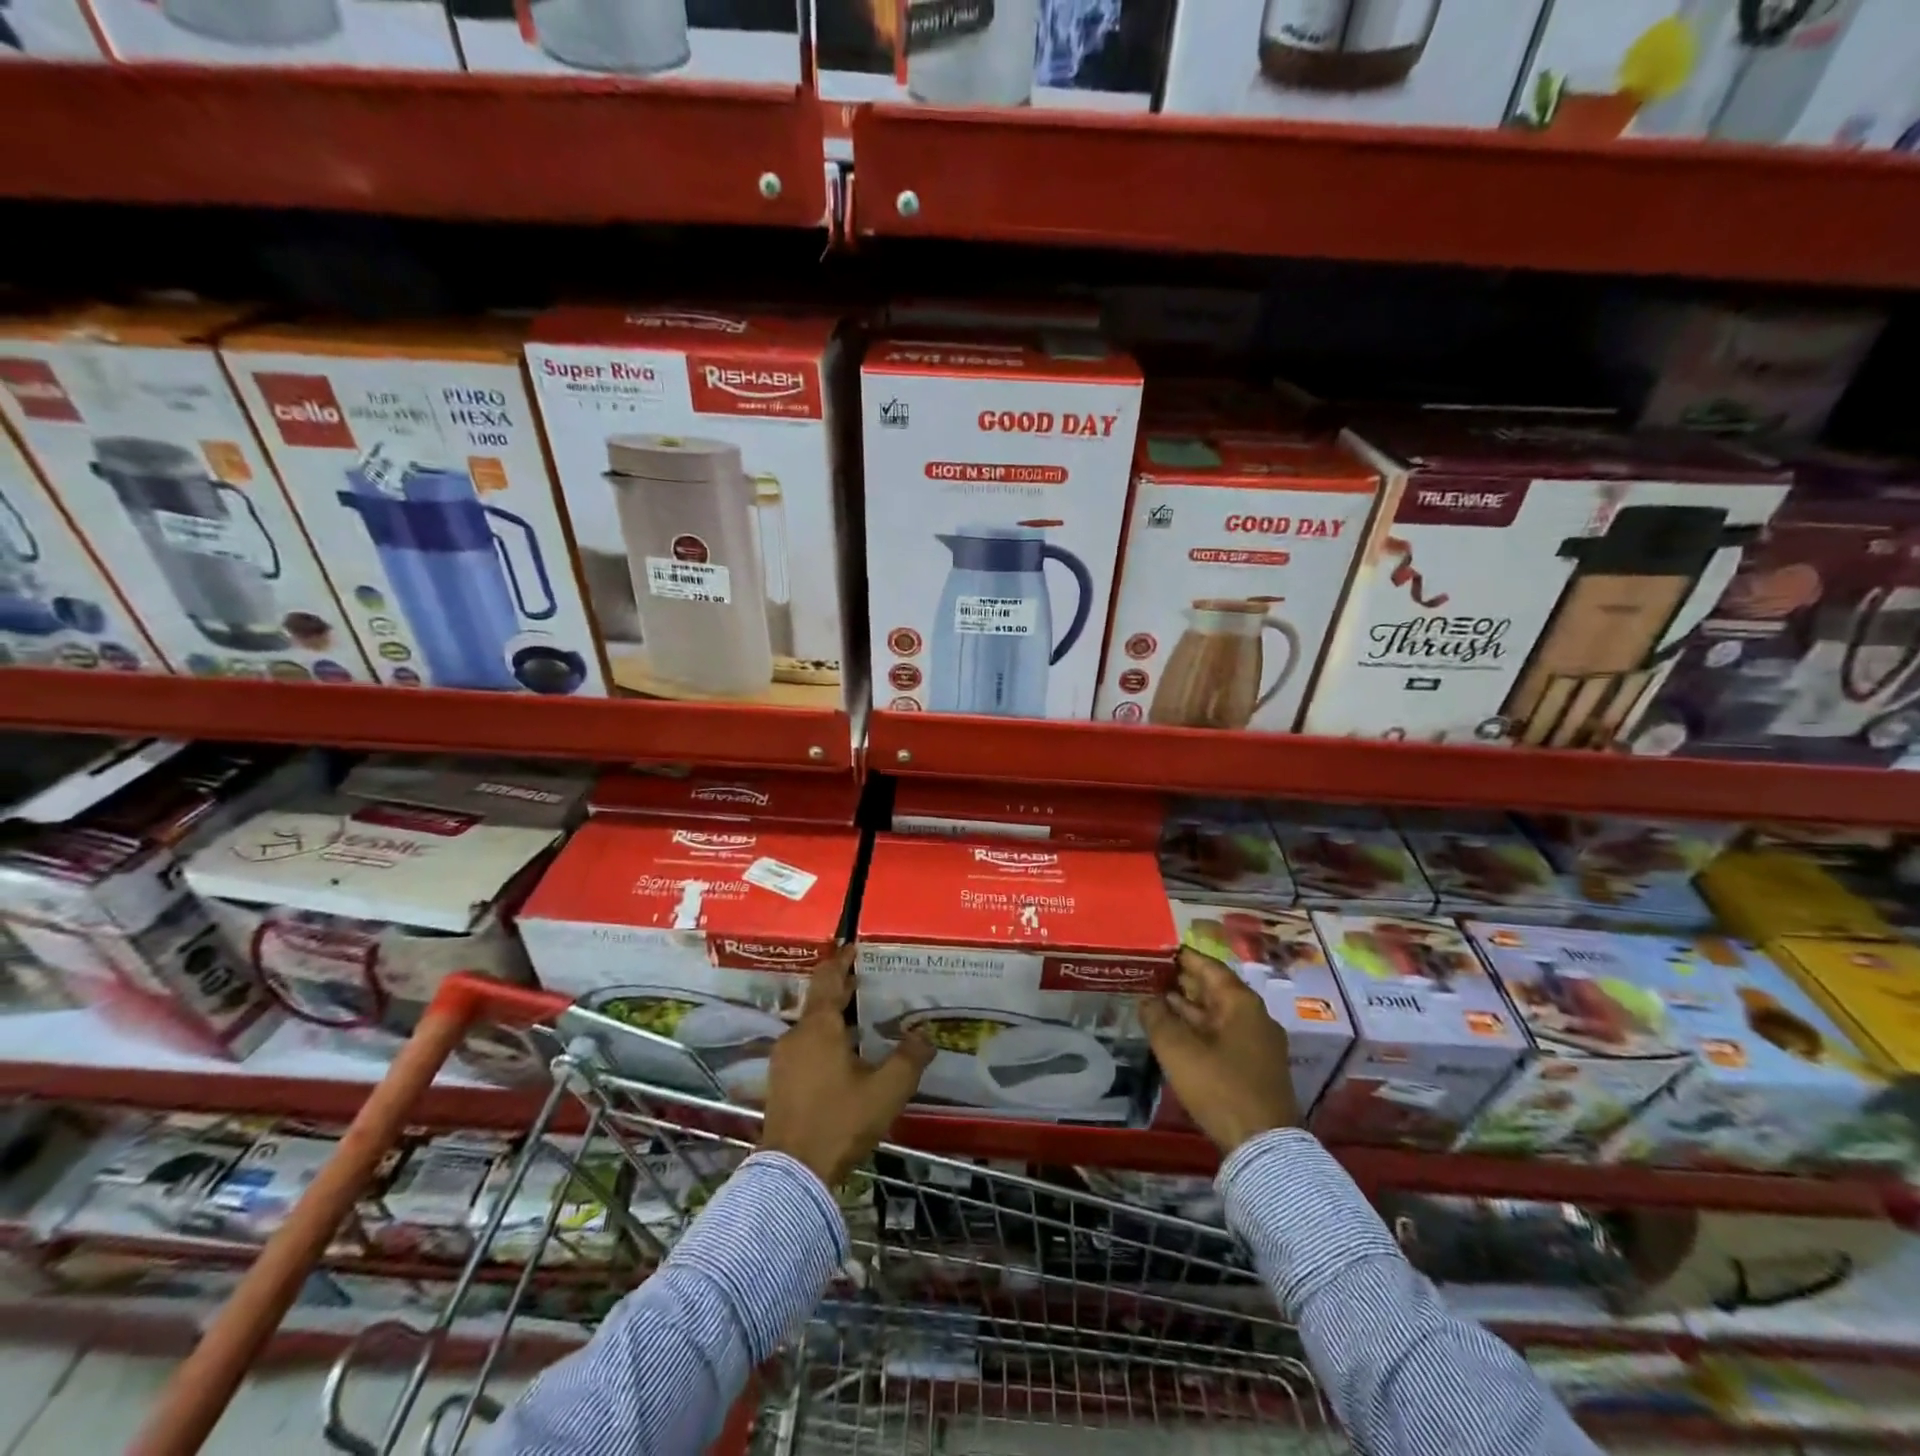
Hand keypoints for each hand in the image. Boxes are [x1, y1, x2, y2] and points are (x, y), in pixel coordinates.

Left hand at [759, 946, 933, 1186]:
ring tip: (860, 1016)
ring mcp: (784, 1060)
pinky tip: (843, 1053)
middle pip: (819, 1000)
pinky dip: (824, 1037)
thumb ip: (909, 1058)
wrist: (792, 1174)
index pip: (828, 978)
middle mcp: (797, 1035)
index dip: (841, 960)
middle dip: (841, 987)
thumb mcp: (886, 1090)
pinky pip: (805, 1046)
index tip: (854, 947)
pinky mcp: (780, 1082)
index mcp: (819, 1027)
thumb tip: (925, 1034)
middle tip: (866, 978)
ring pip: (811, 1024)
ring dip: (833, 1015)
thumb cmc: (840, 1121)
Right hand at [1141, 946, 1297, 1154]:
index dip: (1182, 957)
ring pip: (1218, 1014)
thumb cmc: (1219, 1086)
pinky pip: (1223, 1035)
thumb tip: (1147, 999)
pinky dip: (1199, 1028)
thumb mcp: (1177, 1049)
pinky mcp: (1255, 1067)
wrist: (1262, 1145)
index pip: (1208, 967)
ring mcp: (1258, 1043)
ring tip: (1156, 1000)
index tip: (1157, 951)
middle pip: (1215, 989)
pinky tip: (1176, 1033)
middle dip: (1183, 982)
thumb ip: (1157, 1017)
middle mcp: (1254, 1016)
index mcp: (1240, 1003)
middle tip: (1150, 974)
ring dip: (1189, 1007)